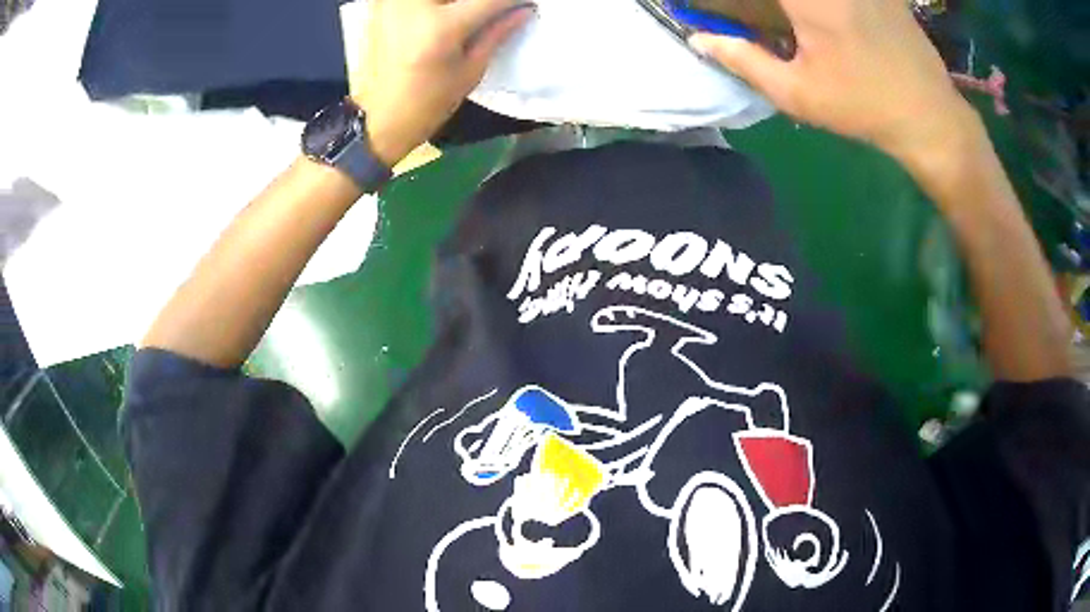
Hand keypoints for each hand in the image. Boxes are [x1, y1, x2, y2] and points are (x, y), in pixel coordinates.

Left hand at [351, 0, 535, 166]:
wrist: (382, 116)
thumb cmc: (430, 102)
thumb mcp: (471, 70)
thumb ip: (498, 32)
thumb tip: (525, 9)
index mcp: (441, 28)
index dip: (514, 1)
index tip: (526, 4)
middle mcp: (414, 6)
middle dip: (483, 2)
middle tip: (495, 12)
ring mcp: (394, 3)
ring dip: (457, 4)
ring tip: (468, 17)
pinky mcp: (383, 4)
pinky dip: (438, 5)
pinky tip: (445, 15)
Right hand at [689, 0, 975, 165]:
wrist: (930, 116)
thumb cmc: (862, 106)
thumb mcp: (797, 93)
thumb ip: (743, 60)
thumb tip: (699, 39)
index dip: (740, 1)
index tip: (732, 9)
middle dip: (775, 8)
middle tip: (779, 23)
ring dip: (799, 10)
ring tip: (800, 27)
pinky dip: (828, 9)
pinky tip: (834, 22)